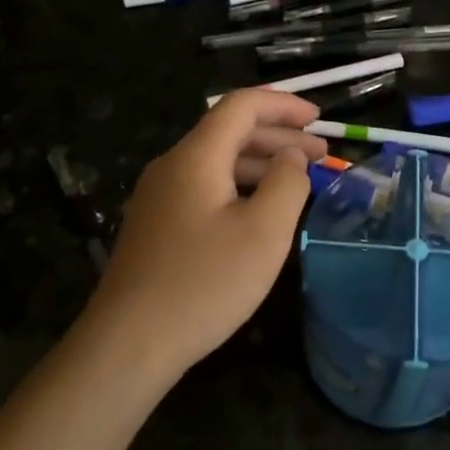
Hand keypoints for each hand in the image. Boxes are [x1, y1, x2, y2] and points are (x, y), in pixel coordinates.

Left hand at [77, 90, 325, 381]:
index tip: (318, 117)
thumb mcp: (263, 232)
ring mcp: (159, 198)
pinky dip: (240, 186)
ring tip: (299, 181)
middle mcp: (172, 167)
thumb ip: (287, 183)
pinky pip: (205, 187)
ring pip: (217, 161)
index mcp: (196, 158)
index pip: (241, 105)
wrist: (128, 344)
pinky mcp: (156, 226)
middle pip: (229, 131)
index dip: (283, 104)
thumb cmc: (204, 283)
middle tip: (321, 154)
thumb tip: (291, 157)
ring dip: (261, 163)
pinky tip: (260, 212)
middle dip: (278, 136)